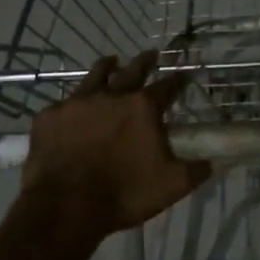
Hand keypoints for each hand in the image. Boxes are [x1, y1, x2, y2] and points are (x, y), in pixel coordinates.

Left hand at [22, 50, 210, 234]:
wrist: (66, 207)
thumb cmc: (124, 193)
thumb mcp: (172, 186)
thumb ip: (195, 170)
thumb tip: (210, 162)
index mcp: (142, 108)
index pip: (167, 86)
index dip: (178, 80)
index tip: (184, 75)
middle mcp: (111, 95)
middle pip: (132, 69)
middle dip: (145, 61)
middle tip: (152, 53)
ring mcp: (76, 103)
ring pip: (95, 75)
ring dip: (107, 67)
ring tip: (111, 61)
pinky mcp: (49, 117)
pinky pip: (64, 104)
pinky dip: (73, 105)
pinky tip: (73, 109)